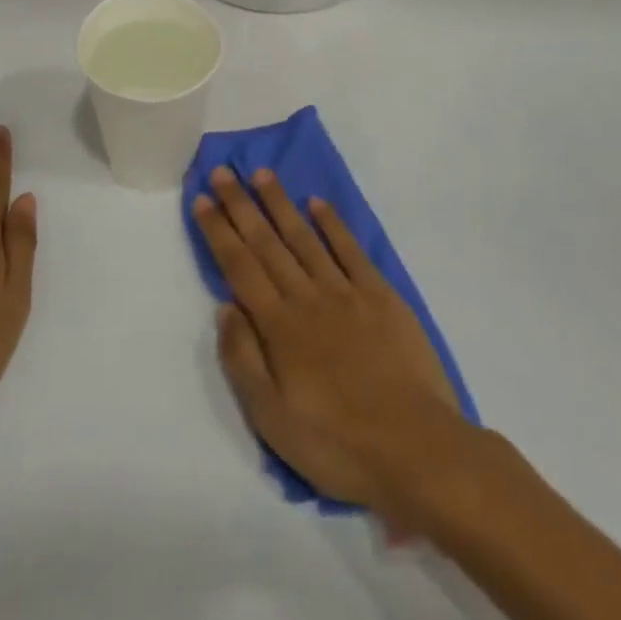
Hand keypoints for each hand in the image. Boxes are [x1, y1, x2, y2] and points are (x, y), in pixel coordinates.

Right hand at [192, 166, 473, 522]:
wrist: (417, 450)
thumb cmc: (337, 443)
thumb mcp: (272, 418)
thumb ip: (243, 359)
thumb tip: (225, 306)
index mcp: (279, 326)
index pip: (240, 266)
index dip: (219, 231)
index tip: (203, 199)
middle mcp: (308, 298)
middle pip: (267, 243)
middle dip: (241, 205)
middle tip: (223, 169)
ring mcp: (347, 293)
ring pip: (305, 238)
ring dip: (281, 204)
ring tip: (262, 174)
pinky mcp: (382, 297)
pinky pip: (351, 251)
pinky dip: (333, 225)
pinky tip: (318, 204)